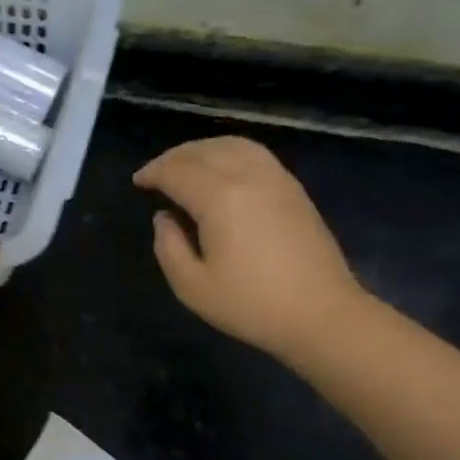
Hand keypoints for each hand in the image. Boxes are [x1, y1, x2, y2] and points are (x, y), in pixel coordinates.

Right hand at [134, 136, 366, 359]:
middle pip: (204, 151)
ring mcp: (277, 180)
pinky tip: (222, 172)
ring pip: (233, 145)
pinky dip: (230, 153)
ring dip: (203, 149)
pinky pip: (256, 154)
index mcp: (220, 199)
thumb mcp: (193, 287)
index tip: (138, 182)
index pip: (178, 171)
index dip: (153, 173)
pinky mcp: (294, 190)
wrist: (322, 314)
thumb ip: (168, 247)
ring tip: (186, 166)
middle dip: (174, 157)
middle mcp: (249, 177)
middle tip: (156, 173)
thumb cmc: (251, 305)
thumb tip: (164, 218)